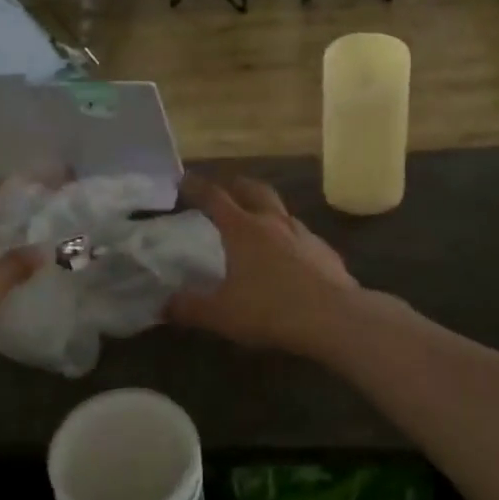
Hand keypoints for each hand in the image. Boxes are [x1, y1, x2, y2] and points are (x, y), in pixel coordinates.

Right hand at [168, 174, 358, 355]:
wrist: (334, 318)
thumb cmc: (270, 309)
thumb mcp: (221, 314)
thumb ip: (190, 308)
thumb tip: (164, 305)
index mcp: (243, 229)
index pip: (215, 198)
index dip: (197, 188)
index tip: (185, 180)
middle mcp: (274, 222)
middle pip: (254, 190)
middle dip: (238, 186)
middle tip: (228, 189)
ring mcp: (304, 234)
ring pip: (282, 212)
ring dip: (268, 211)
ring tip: (260, 224)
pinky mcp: (326, 252)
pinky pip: (304, 238)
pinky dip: (292, 240)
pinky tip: (292, 258)